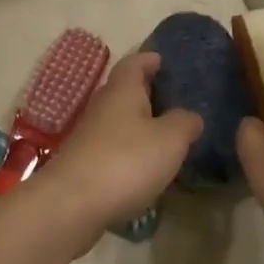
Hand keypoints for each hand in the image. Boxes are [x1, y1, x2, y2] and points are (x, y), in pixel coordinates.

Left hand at [34, 53, 200, 246]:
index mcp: (123, 90)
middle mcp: (103, 105)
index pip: (135, 62)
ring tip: (165, 135)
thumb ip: (184, 123)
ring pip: (118, 120)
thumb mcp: (169, 140)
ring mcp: (89, 135)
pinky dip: (129, 150)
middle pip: (125, 90)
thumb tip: (191, 115)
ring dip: (138, 124)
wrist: (72, 204)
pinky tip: (145, 166)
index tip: (164, 61)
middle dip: (147, 92)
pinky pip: (112, 147)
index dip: (150, 60)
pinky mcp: (84, 163)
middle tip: (173, 100)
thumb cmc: (126, 161)